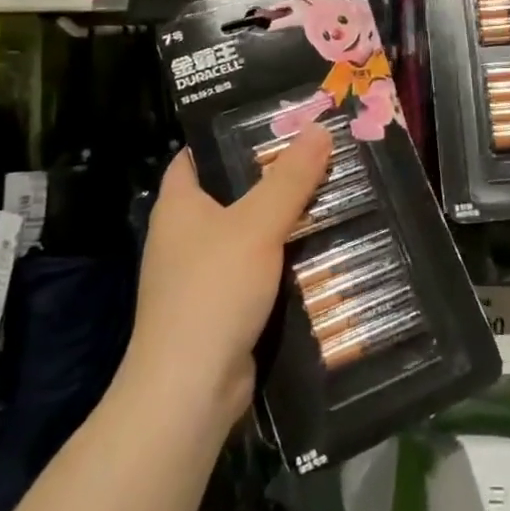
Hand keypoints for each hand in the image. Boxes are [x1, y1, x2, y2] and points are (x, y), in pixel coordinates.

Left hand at [126, 124, 331, 426]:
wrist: (190, 390)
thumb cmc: (214, 290)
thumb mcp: (257, 224)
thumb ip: (290, 178)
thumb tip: (319, 127)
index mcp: (178, 205)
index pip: (196, 155)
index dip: (228, 135)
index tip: (274, 120)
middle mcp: (184, 236)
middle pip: (231, 192)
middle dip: (272, 176)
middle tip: (319, 154)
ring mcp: (200, 275)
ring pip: (248, 234)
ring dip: (283, 220)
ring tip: (331, 194)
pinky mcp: (221, 307)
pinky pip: (256, 270)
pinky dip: (283, 260)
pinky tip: (321, 249)